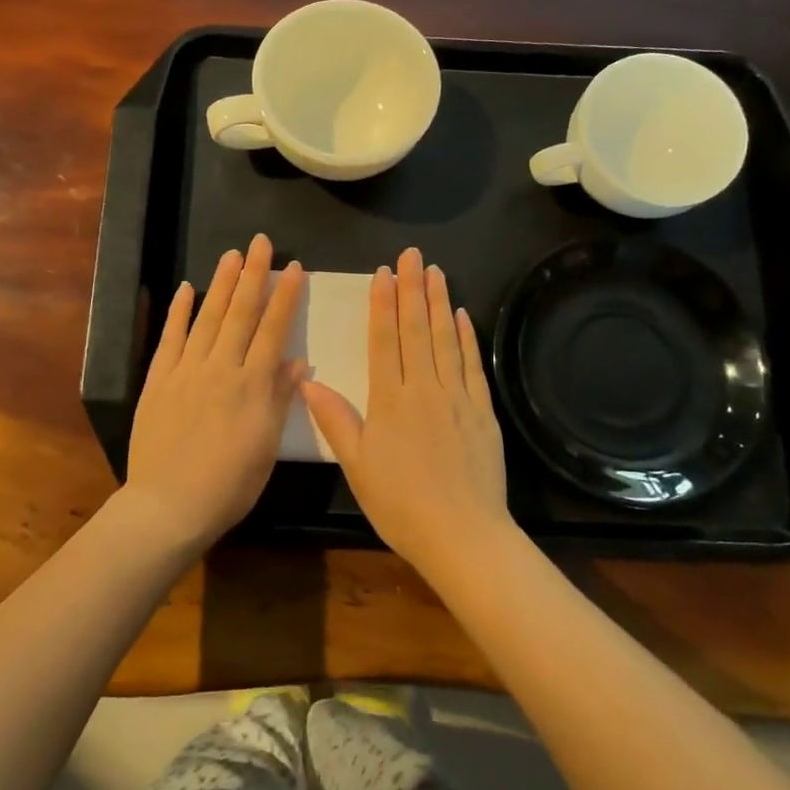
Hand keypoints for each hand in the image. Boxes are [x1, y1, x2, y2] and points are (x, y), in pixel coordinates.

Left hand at [123, 234, 305, 548]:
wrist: (168, 506)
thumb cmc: (228, 485)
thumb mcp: (266, 447)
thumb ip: (280, 399)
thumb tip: (297, 360)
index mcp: (253, 385)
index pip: (272, 330)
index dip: (284, 297)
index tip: (293, 268)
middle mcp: (221, 368)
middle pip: (240, 313)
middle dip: (253, 275)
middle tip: (260, 242)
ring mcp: (186, 371)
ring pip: (207, 318)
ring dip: (221, 284)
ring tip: (232, 254)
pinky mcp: (158, 380)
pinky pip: (170, 339)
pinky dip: (178, 312)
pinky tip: (187, 289)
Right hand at [301, 246, 513, 571]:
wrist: (462, 534)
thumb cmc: (400, 504)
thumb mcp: (356, 465)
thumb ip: (335, 420)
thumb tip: (307, 382)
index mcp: (390, 399)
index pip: (384, 339)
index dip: (383, 303)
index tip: (383, 273)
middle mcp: (424, 387)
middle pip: (417, 329)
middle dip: (413, 288)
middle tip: (412, 255)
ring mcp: (457, 396)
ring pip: (446, 339)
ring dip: (439, 302)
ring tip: (436, 271)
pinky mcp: (482, 410)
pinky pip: (472, 364)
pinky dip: (466, 337)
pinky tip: (462, 315)